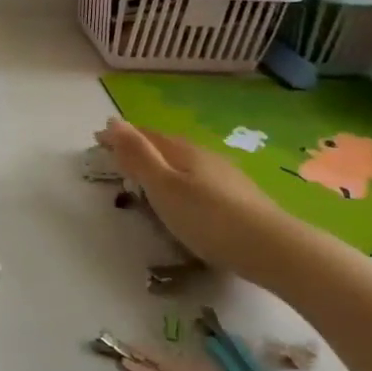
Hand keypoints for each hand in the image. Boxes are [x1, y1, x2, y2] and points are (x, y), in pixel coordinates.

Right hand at [98, 119, 297, 286]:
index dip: (120, 137)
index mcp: (182, 151)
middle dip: (140, 148)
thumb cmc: (208, 218)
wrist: (274, 249)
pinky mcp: (239, 198)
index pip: (145, 136)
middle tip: (117, 157)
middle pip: (165, 146)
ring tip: (147, 176)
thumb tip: (113, 121)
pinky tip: (186, 195)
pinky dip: (181, 180)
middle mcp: (204, 156)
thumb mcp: (164, 187)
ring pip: (184, 162)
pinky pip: (199, 179)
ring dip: (162, 164)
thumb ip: (138, 156)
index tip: (97, 140)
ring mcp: (225, 176)